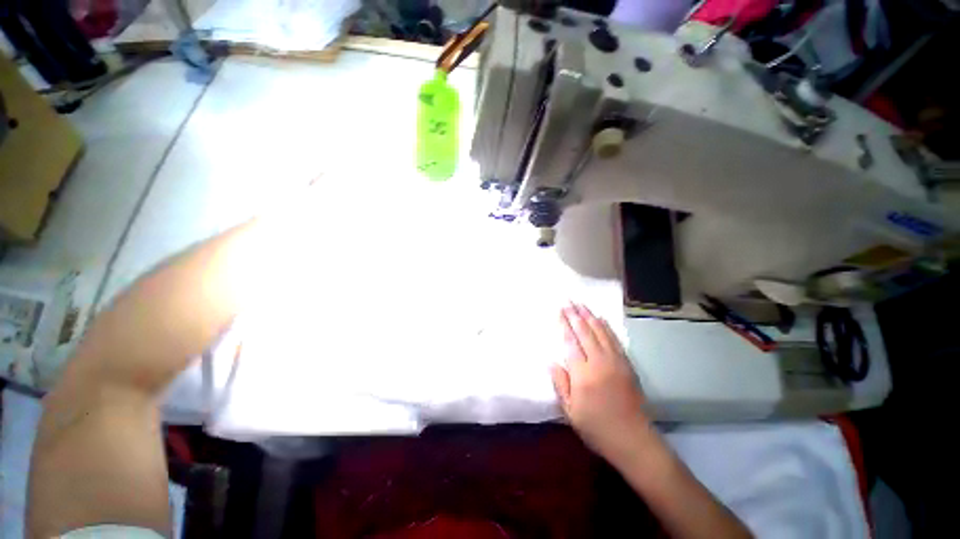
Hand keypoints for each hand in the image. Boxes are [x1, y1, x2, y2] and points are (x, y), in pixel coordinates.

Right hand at [551, 304, 650, 461]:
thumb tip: (551, 361)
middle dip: (575, 315)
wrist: (633, 439)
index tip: (560, 310)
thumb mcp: (570, 411)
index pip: (571, 342)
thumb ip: (560, 383)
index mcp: (583, 374)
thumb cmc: (596, 427)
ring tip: (581, 304)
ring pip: (600, 332)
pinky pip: (614, 340)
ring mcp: (615, 362)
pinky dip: (606, 327)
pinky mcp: (626, 364)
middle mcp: (599, 363)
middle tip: (568, 300)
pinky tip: (600, 319)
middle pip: (585, 333)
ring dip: (590, 316)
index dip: (565, 325)